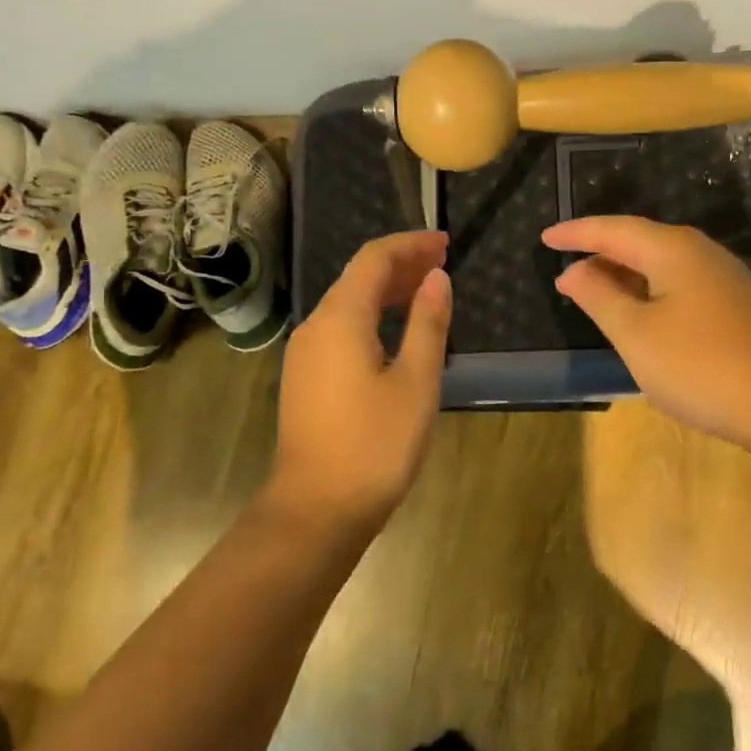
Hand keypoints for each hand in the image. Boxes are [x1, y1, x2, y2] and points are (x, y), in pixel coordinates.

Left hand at [266, 232, 451, 536]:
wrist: (318, 508)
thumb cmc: (376, 443)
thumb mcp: (416, 381)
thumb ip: (427, 323)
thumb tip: (436, 278)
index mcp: (340, 318)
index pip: (374, 259)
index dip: (410, 245)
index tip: (445, 243)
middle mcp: (315, 326)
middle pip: (357, 278)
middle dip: (400, 265)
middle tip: (441, 263)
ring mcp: (305, 354)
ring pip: (347, 305)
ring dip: (386, 292)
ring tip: (425, 292)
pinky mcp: (305, 378)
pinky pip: (340, 330)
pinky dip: (371, 318)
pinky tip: (395, 333)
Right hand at [541, 216, 750, 459]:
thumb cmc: (699, 365)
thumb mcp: (635, 333)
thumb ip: (599, 296)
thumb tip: (573, 271)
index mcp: (672, 250)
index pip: (614, 230)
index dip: (577, 233)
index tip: (545, 238)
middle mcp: (700, 254)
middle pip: (640, 241)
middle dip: (600, 252)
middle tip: (566, 265)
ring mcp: (722, 280)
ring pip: (661, 265)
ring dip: (624, 274)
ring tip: (593, 290)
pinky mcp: (734, 307)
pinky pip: (678, 285)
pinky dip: (648, 291)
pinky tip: (639, 314)